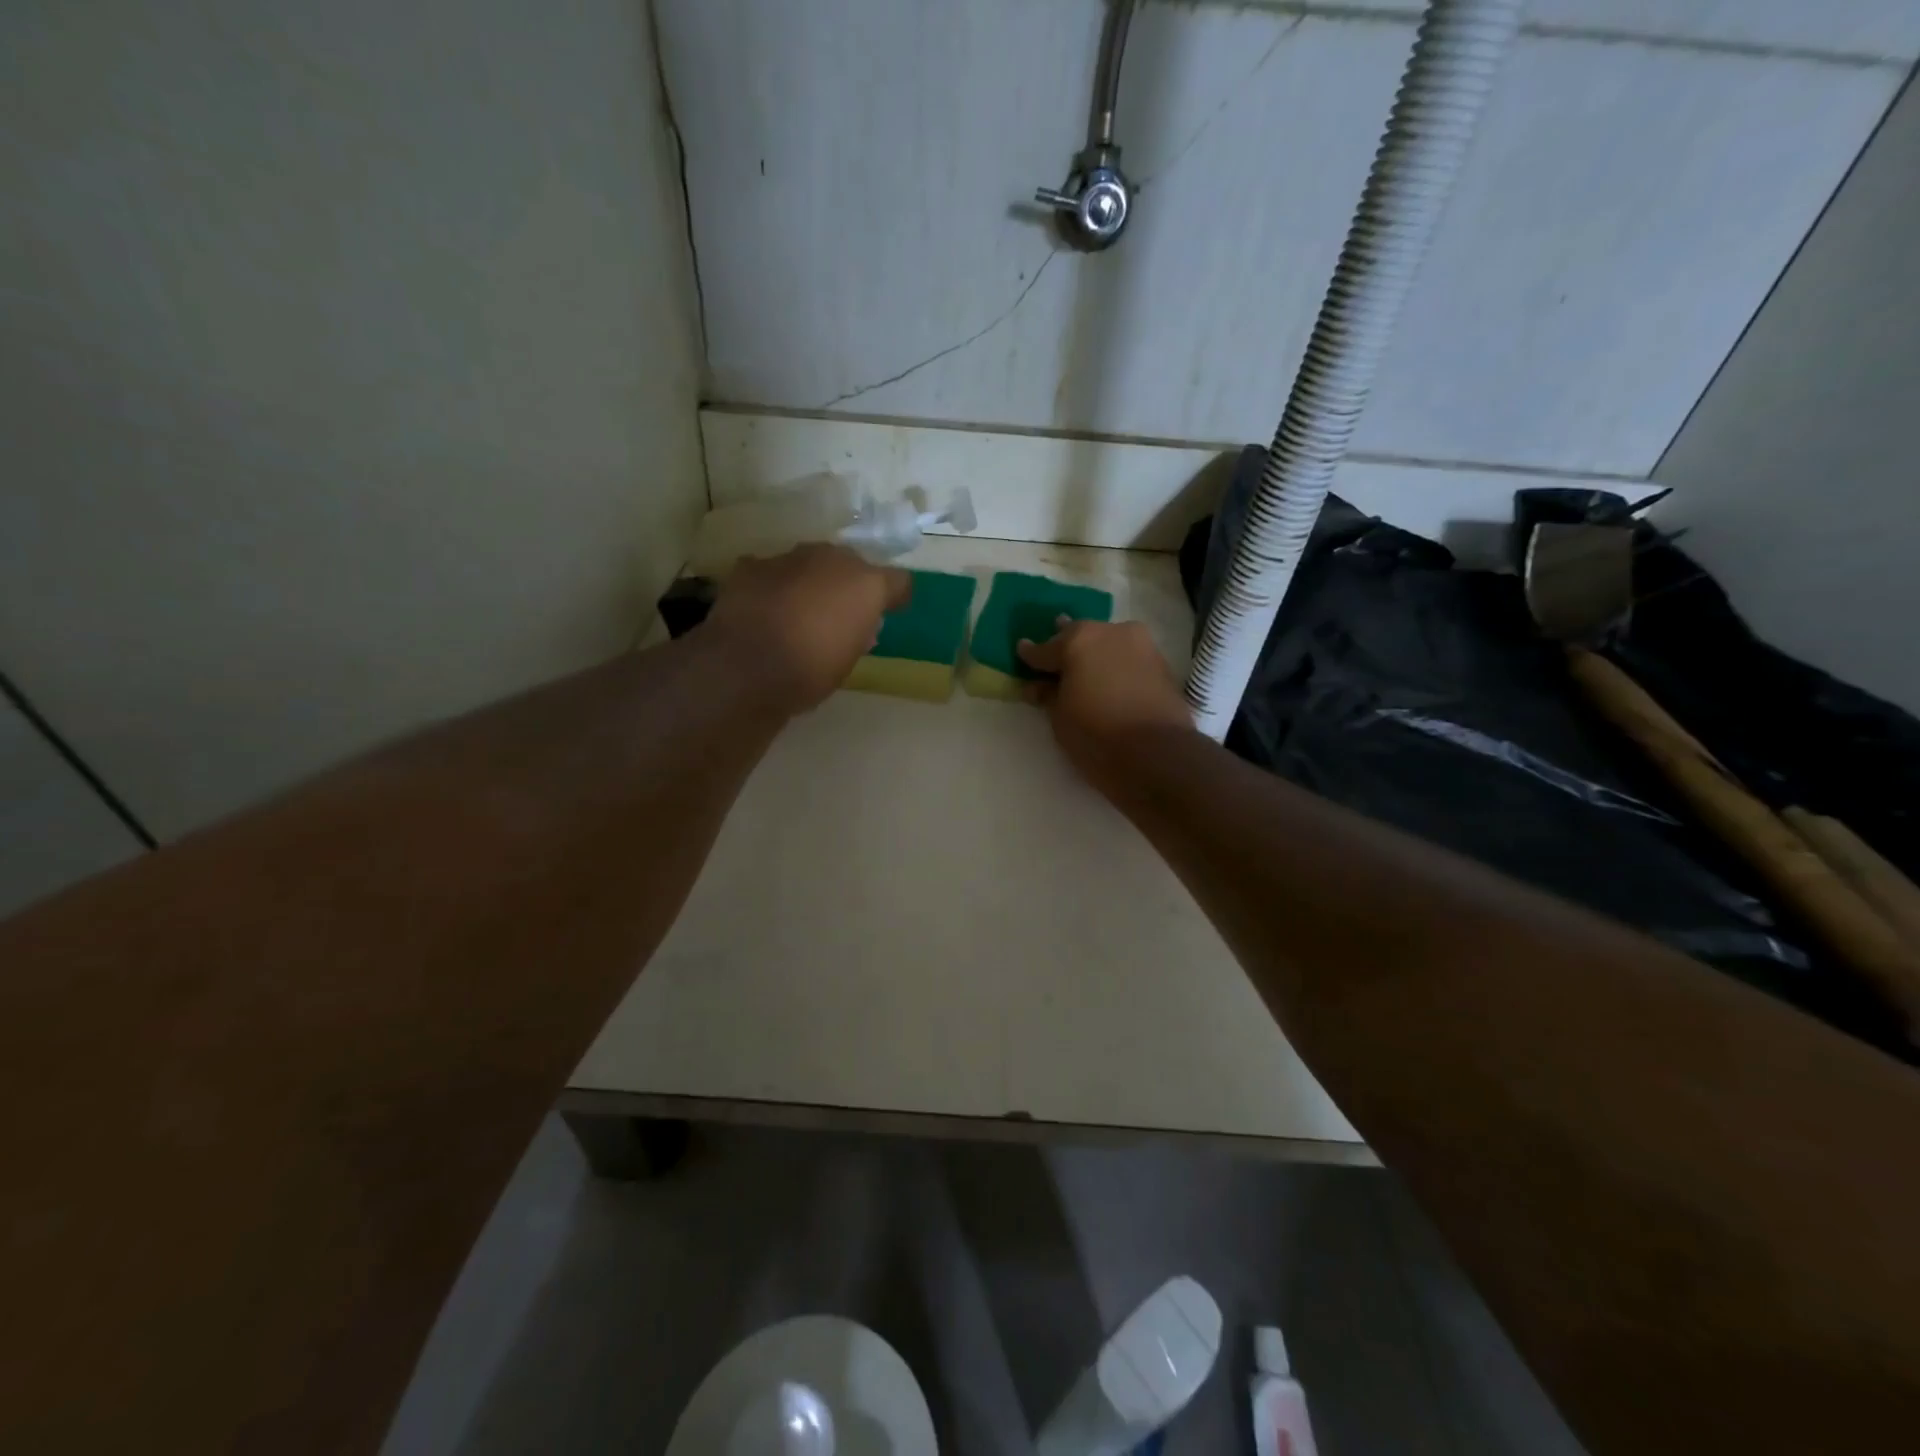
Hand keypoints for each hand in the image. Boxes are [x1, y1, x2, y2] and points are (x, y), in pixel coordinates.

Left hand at [706, 544, 910, 711]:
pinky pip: (773, 572)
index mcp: (866, 584)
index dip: (893, 597)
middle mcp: (831, 560)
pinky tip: (764, 612)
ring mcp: (789, 558)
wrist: (746, 668)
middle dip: (847, 584)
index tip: (888, 612)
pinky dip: (773, 587)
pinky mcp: (752, 566)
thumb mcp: (849, 660)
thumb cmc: (811, 672)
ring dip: (809, 583)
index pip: (897, 581)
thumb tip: (857, 625)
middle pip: (850, 564)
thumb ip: (858, 633)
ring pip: (809, 564)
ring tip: (799, 612)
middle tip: (839, 614)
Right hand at [1017, 619, 1196, 784]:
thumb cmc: (1096, 735)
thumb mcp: (1060, 717)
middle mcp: (1110, 632)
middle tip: (1054, 661)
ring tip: (1084, 671)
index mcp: (1078, 640)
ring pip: (1108, 644)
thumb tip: (1038, 686)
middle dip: (1065, 648)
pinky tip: (1109, 681)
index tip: (1022, 651)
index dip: (1031, 654)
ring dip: (1094, 655)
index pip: (1045, 648)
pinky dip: (1115, 666)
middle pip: (1079, 637)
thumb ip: (1047, 695)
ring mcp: (1140, 645)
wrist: (1158, 756)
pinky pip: (1128, 658)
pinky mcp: (1161, 663)